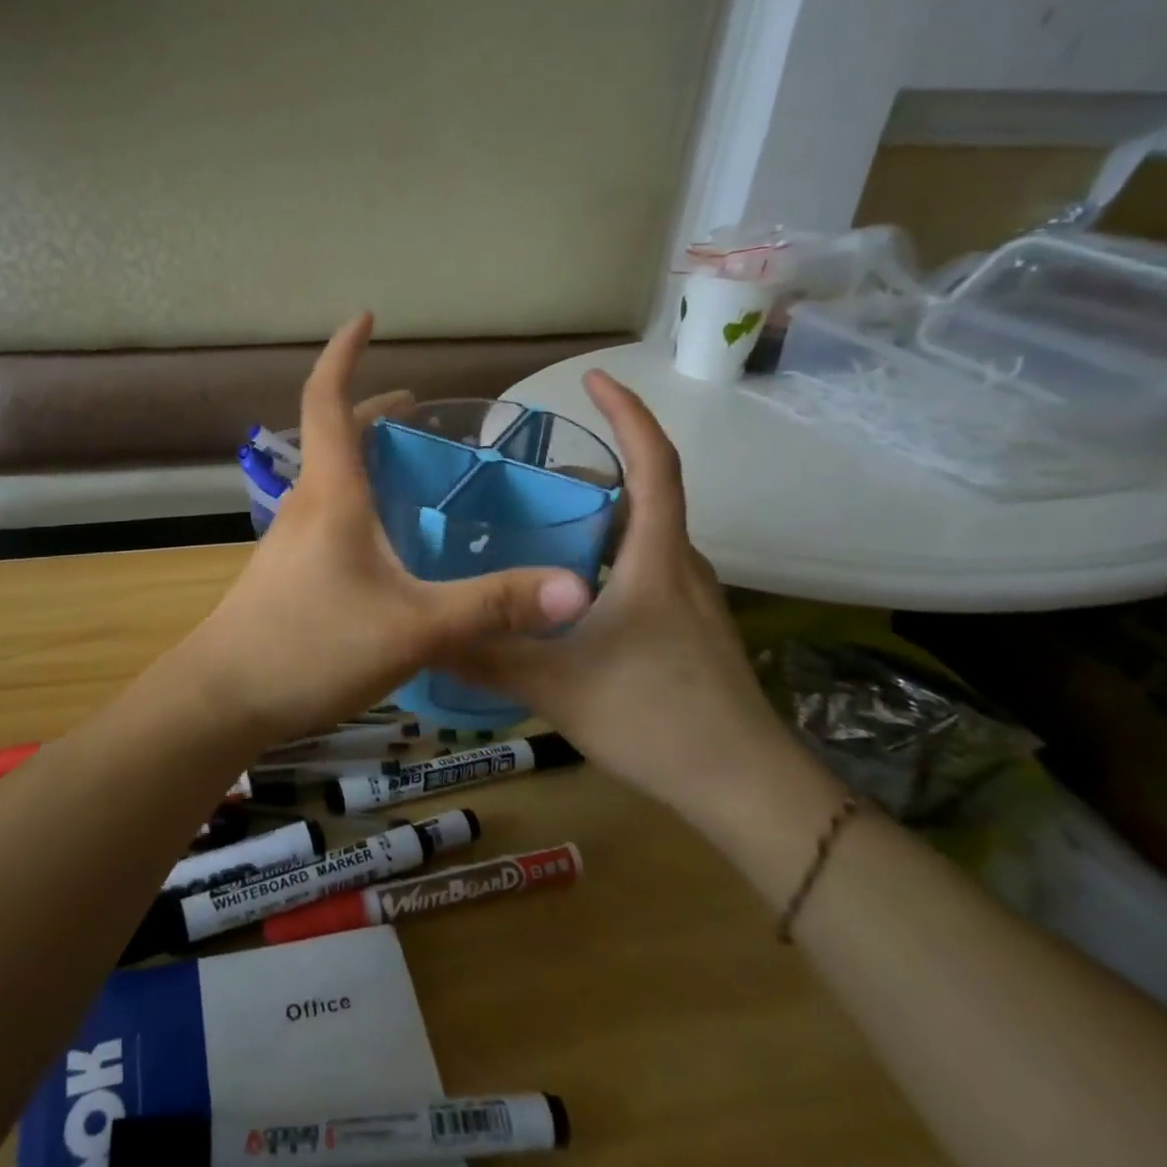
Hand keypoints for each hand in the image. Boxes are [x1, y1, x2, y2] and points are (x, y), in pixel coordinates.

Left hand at [174, 314, 593, 744]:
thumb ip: (493, 605)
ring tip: (413, 471)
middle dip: (373, 411)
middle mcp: (306, 504)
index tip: (365, 318)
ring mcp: (291, 539)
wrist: (222, 698)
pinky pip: (328, 515)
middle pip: (334, 436)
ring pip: (331, 478)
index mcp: (331, 493)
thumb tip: (575, 589)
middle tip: (420, 410)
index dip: (344, 353)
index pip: (327, 399)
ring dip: (366, 458)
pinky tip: (388, 544)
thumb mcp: (415, 627)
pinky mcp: (288, 573)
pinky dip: (360, 501)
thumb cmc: (312, 646)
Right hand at [447, 371, 792, 823]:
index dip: (626, 413)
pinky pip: (642, 570)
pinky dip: (604, 558)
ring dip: (596, 520)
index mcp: (654, 557)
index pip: (653, 463)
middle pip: (641, 496)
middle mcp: (678, 564)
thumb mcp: (553, 685)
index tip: (594, 378)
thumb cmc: (654, 717)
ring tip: (535, 530)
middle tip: (525, 481)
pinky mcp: (688, 628)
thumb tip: (423, 631)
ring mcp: (689, 599)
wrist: (744, 788)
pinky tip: (564, 594)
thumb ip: (485, 655)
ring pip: (640, 537)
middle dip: (589, 475)